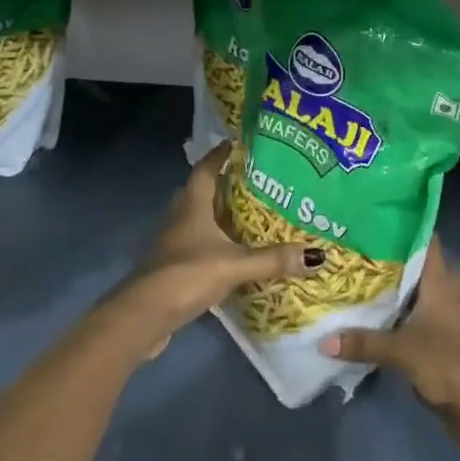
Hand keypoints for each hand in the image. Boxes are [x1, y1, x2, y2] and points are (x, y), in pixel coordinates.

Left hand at [114, 142, 321, 355]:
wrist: (142, 318)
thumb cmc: (186, 275)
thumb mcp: (234, 265)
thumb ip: (272, 259)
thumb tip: (317, 255)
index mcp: (192, 204)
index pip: (206, 167)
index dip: (221, 153)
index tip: (240, 143)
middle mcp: (180, 217)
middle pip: (202, 191)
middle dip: (226, 184)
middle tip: (256, 180)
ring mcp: (173, 243)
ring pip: (199, 219)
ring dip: (220, 216)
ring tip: (251, 214)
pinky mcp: (172, 268)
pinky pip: (198, 245)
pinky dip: (215, 244)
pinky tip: (234, 253)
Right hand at [320, 240, 459, 454]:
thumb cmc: (447, 363)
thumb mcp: (401, 351)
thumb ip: (364, 342)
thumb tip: (323, 341)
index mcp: (441, 281)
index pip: (427, 241)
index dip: (408, 226)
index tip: (379, 216)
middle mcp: (447, 291)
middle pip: (422, 264)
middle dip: (397, 256)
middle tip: (363, 248)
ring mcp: (448, 316)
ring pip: (422, 290)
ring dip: (400, 286)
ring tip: (364, 277)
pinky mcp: (445, 339)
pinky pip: (421, 315)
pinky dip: (404, 312)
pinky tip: (379, 315)